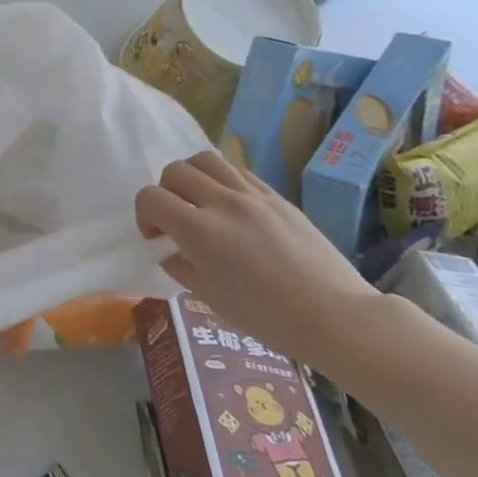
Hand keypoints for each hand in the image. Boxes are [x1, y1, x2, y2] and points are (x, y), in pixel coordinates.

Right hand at [134, 151, 383, 365]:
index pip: (151, 198)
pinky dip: (223, 182)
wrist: (333, 315)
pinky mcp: (278, 197)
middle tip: (175, 219)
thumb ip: (181, 267)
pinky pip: (239, 173)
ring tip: (200, 204)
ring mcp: (254, 196)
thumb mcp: (208, 296)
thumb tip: (173, 252)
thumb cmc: (265, 315)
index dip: (144, 215)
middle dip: (164, 192)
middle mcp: (223, 203)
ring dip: (192, 178)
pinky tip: (232, 210)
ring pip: (207, 160)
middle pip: (176, 171)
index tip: (156, 237)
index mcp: (199, 231)